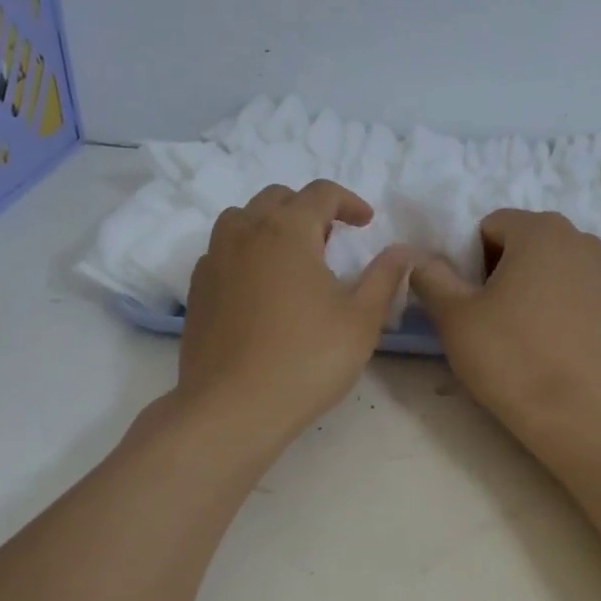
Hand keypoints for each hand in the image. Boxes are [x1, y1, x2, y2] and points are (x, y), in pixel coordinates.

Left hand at [176, 181, 412, 446]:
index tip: (366, 223)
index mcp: (287, 230)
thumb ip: (384, 277)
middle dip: (308, 210)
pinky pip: (223, 252)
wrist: (233, 408)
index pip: (320, 193)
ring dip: (272, 226)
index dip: (348, 202)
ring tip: (293, 260)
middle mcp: (244, 233)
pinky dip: (246, 253)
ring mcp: (213, 261)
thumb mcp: (361, 319)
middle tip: (331, 240)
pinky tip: (261, 289)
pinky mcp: (197, 290)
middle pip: (277, 198)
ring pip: (242, 220)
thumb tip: (403, 250)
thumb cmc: (307, 359)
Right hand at [409, 209, 600, 443]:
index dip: (469, 259)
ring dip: (528, 286)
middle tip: (486, 314)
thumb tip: (419, 260)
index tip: (467, 298)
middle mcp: (580, 240)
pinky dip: (554, 306)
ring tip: (515, 330)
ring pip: (549, 267)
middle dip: (499, 269)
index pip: (490, 226)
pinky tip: (544, 343)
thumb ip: (431, 276)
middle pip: (522, 243)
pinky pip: (572, 292)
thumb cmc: (509, 357)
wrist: (574, 415)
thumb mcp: (454, 315)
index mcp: (541, 230)